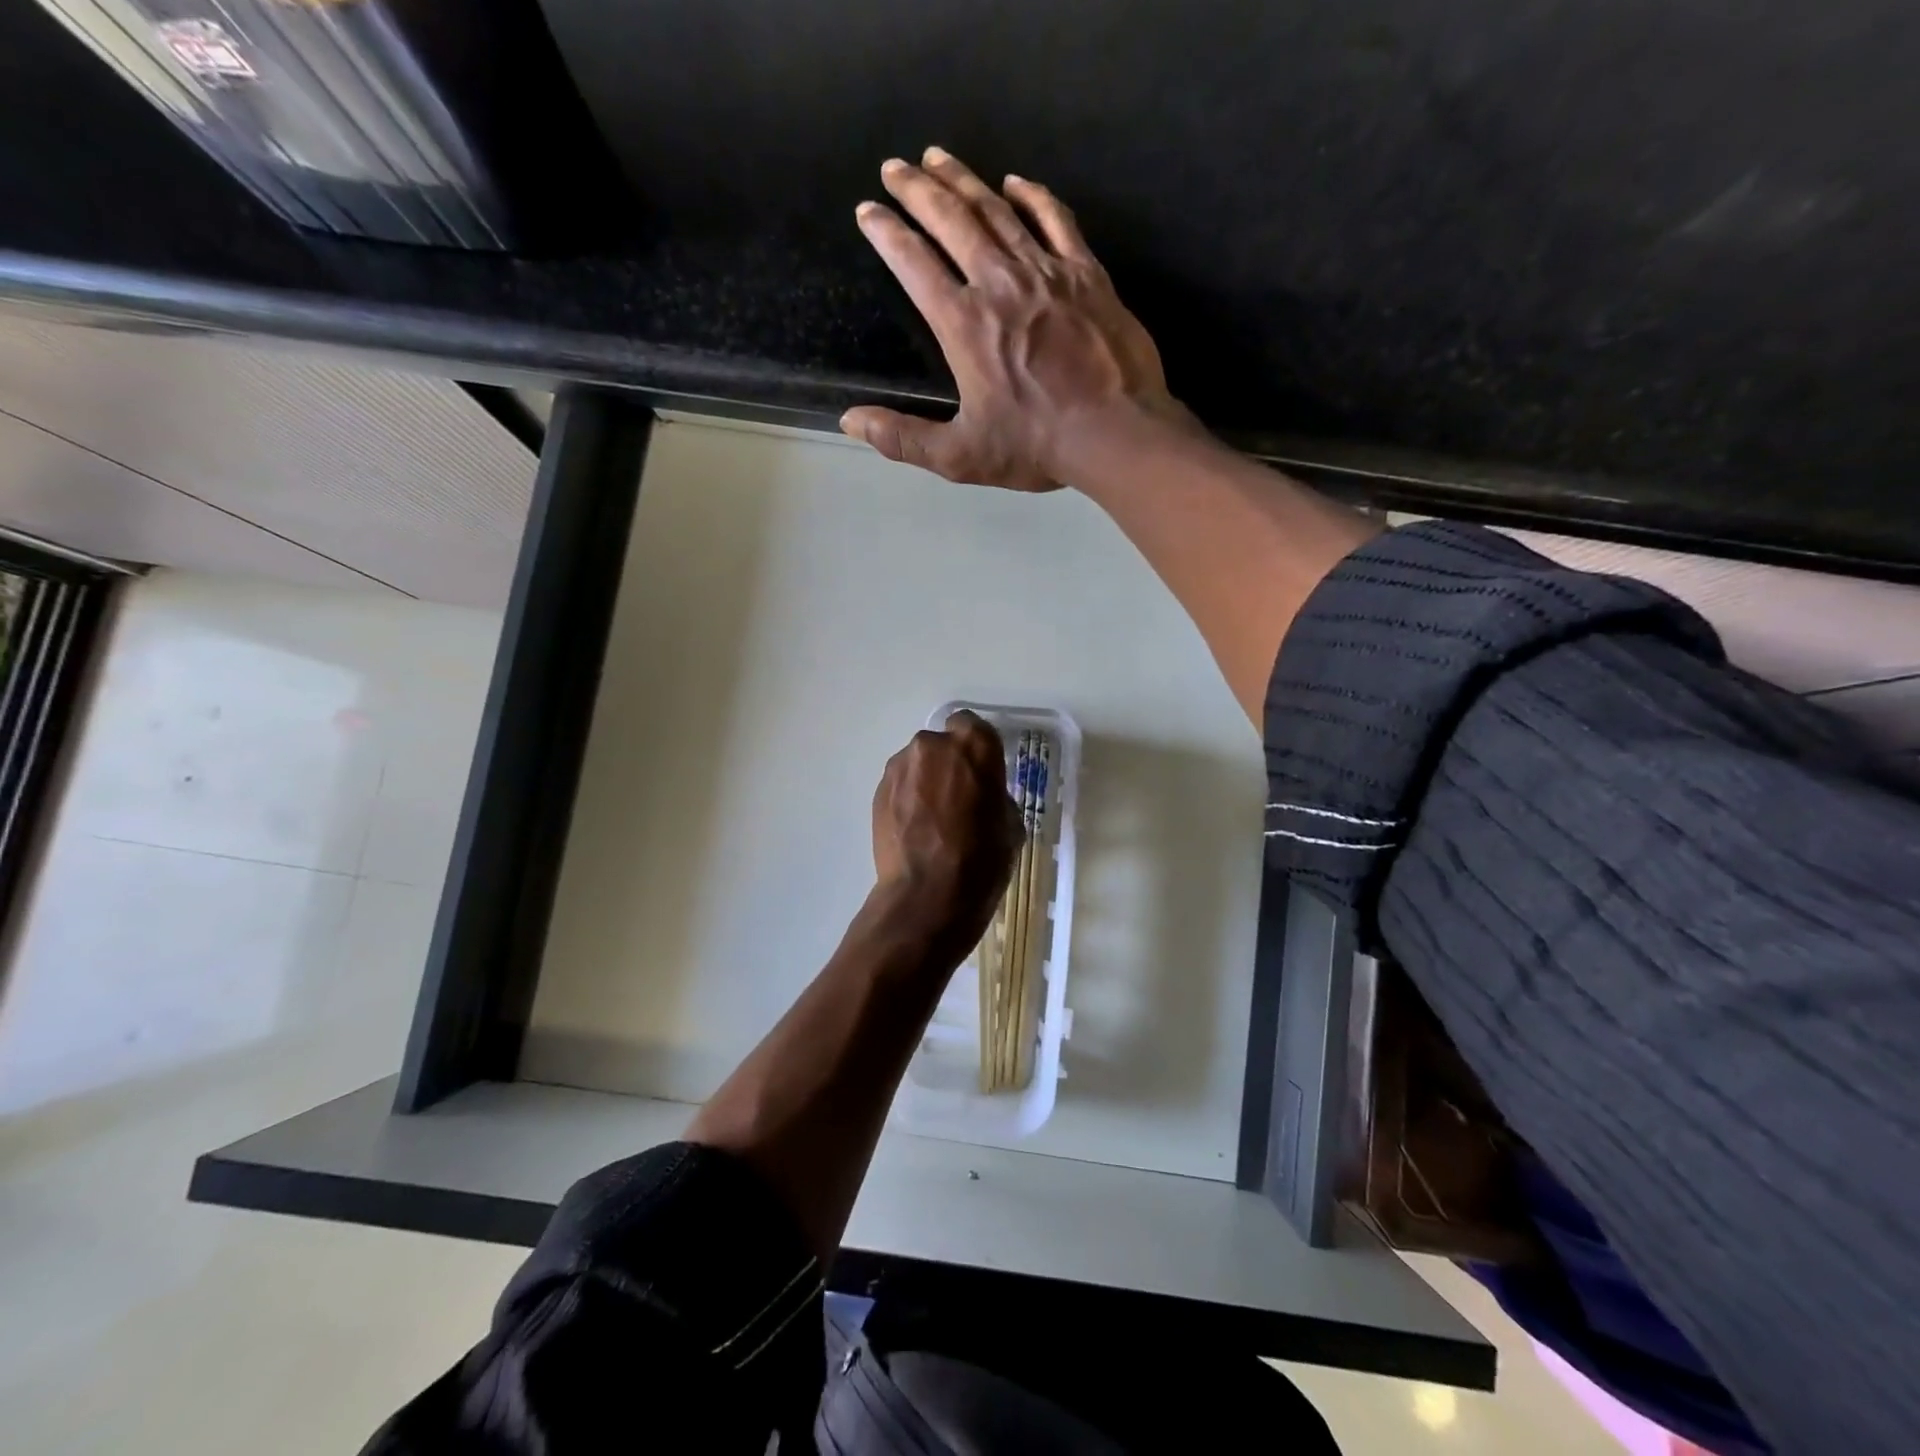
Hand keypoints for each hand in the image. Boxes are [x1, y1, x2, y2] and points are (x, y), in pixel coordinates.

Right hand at [843, 147, 1189, 490]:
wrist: (1116, 432)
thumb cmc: (1036, 446)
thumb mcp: (960, 456)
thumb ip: (903, 438)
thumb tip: (851, 422)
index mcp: (964, 324)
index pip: (914, 264)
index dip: (887, 233)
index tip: (868, 212)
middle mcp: (1000, 283)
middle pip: (952, 220)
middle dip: (917, 189)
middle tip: (895, 167)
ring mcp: (1047, 272)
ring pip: (998, 210)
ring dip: (964, 180)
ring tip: (938, 157)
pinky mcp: (1086, 274)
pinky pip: (1055, 219)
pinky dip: (1033, 196)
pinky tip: (1015, 182)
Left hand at [870, 709, 1017, 953]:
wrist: (927, 895)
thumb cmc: (981, 860)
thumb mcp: (1010, 825)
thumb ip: (994, 794)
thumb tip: (981, 795)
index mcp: (974, 747)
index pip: (973, 726)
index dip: (976, 749)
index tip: (980, 773)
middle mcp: (933, 746)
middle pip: (942, 744)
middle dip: (948, 764)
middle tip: (956, 798)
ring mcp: (901, 767)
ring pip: (917, 764)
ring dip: (925, 781)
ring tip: (932, 820)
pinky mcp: (878, 790)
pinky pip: (899, 785)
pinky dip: (906, 799)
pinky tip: (914, 830)